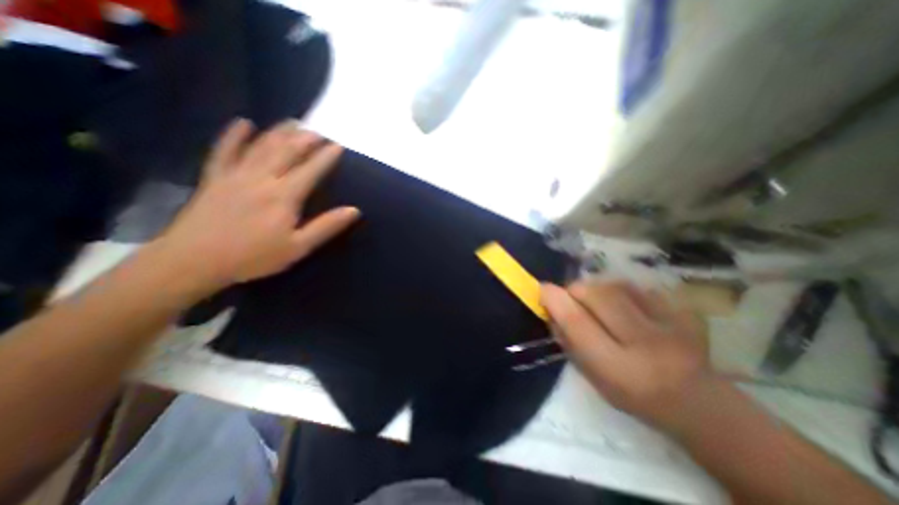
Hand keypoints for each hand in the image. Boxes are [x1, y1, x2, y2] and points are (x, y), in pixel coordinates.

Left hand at [155, 118, 358, 292]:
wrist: (194, 261)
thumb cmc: (254, 256)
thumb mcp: (299, 247)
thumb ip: (327, 226)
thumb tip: (354, 210)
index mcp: (284, 196)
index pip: (311, 170)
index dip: (326, 157)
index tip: (338, 145)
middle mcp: (262, 178)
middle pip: (286, 152)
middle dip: (305, 139)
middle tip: (318, 131)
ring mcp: (235, 175)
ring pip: (261, 146)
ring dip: (279, 132)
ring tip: (293, 122)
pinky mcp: (214, 178)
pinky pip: (224, 150)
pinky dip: (234, 135)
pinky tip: (243, 123)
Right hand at [536, 279, 712, 429]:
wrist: (698, 402)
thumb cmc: (632, 393)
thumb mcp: (591, 375)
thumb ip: (567, 340)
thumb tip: (550, 306)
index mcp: (618, 368)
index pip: (577, 322)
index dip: (555, 299)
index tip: (542, 289)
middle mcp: (645, 343)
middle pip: (596, 294)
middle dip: (576, 290)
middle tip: (574, 300)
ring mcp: (672, 324)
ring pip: (615, 285)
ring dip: (597, 289)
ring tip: (600, 304)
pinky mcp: (686, 311)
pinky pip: (638, 286)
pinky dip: (621, 290)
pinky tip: (626, 305)